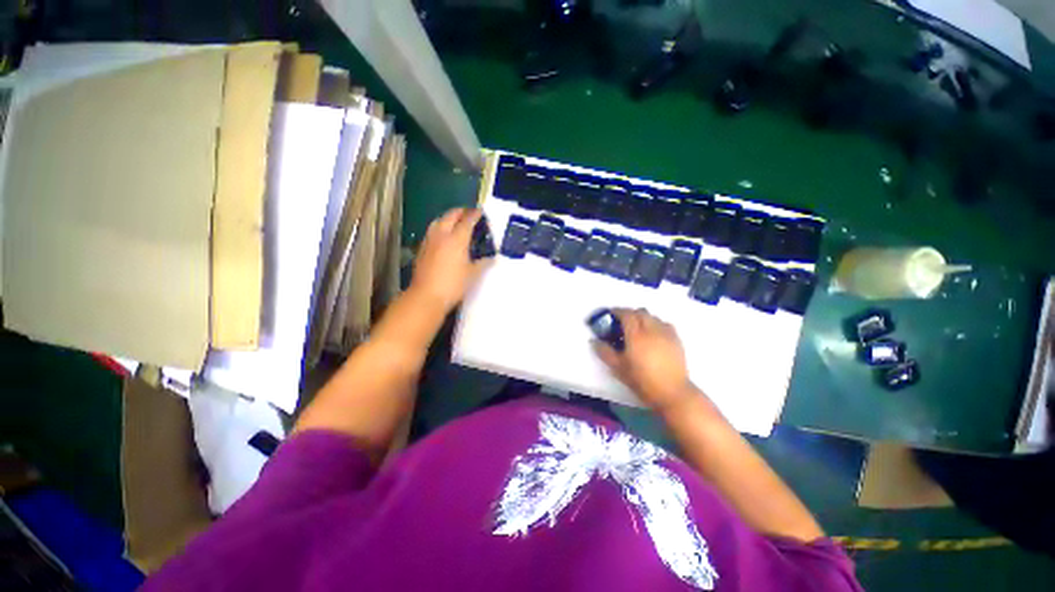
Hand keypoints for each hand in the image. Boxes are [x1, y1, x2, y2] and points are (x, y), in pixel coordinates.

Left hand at [409, 208, 489, 312]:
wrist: (427, 296)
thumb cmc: (453, 284)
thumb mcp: (472, 274)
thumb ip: (482, 263)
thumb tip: (491, 258)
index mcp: (457, 239)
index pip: (467, 221)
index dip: (474, 214)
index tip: (480, 211)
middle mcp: (442, 235)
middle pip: (450, 216)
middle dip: (460, 212)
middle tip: (469, 213)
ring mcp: (430, 241)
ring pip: (438, 221)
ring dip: (448, 217)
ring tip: (455, 221)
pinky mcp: (422, 249)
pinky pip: (432, 231)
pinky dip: (440, 227)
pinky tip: (443, 237)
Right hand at [593, 308, 694, 412]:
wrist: (672, 393)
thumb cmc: (642, 381)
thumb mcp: (619, 368)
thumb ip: (605, 352)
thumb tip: (593, 341)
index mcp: (636, 335)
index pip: (626, 314)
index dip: (617, 311)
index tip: (610, 313)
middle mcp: (652, 330)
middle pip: (640, 312)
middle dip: (630, 313)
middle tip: (622, 321)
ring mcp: (666, 333)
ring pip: (653, 316)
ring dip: (643, 317)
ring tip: (637, 327)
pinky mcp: (676, 339)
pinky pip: (664, 323)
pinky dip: (656, 323)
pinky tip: (653, 333)